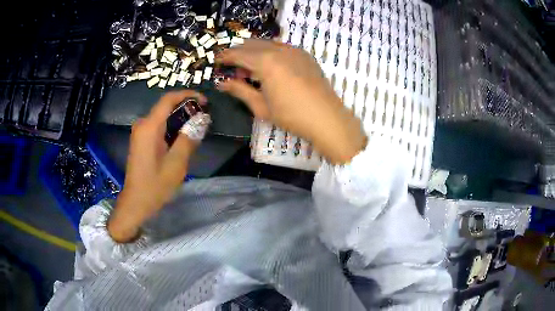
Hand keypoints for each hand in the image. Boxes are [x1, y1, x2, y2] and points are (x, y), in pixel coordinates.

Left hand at [108, 90, 206, 242]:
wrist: (136, 202)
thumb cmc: (155, 185)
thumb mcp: (176, 163)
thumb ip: (189, 138)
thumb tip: (202, 119)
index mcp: (149, 127)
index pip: (168, 99)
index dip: (187, 95)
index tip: (204, 101)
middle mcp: (142, 125)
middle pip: (165, 106)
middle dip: (185, 107)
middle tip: (204, 117)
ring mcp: (140, 132)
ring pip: (162, 117)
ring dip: (179, 118)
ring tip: (197, 127)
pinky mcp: (140, 140)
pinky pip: (157, 126)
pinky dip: (171, 127)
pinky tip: (182, 137)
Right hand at [217, 39, 366, 163]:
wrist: (327, 118)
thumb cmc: (291, 115)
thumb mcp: (261, 106)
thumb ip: (240, 90)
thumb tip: (221, 83)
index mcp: (265, 62)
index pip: (238, 54)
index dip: (225, 57)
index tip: (216, 61)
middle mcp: (279, 50)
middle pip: (251, 44)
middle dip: (238, 52)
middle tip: (232, 67)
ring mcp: (294, 50)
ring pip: (267, 43)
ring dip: (254, 51)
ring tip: (250, 68)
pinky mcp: (305, 55)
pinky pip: (282, 46)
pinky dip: (270, 51)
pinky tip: (270, 66)